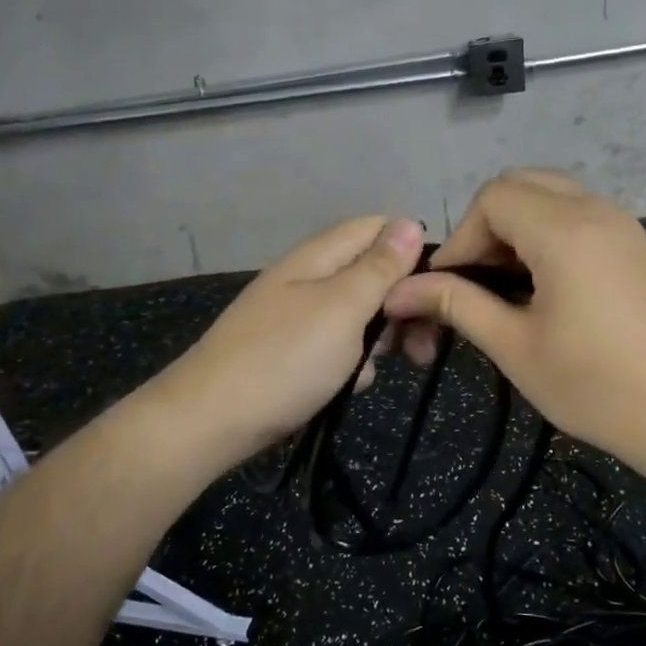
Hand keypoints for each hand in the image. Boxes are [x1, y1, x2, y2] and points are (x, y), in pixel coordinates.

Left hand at [145, 215, 424, 476]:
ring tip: (380, 369)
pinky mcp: (293, 352)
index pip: (377, 228)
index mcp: (319, 257)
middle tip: (422, 345)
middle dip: (401, 304)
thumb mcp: (342, 309)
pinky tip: (348, 387)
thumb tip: (410, 223)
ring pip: (358, 315)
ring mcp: (299, 317)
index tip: (435, 290)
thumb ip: (379, 268)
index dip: (411, 251)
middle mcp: (309, 279)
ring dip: (379, 339)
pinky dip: (350, 364)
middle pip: (371, 273)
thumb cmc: (285, 360)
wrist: (209, 422)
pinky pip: (337, 347)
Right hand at [384, 171, 645, 485]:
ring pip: (553, 196)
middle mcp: (596, 210)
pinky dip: (549, 234)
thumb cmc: (599, 386)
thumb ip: (457, 306)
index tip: (448, 287)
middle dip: (485, 225)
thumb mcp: (516, 347)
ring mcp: (625, 225)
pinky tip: (547, 287)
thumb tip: (401, 291)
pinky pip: (581, 216)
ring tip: (506, 286)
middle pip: (522, 184)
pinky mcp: (639, 246)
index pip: (492, 197)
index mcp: (564, 230)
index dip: (460, 237)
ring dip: (518, 229)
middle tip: (475, 279)